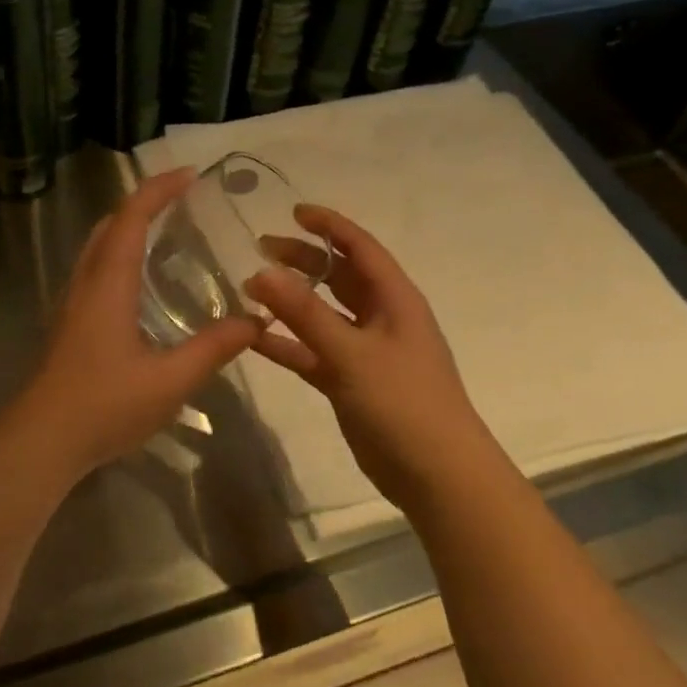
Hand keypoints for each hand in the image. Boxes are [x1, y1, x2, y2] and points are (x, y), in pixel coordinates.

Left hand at [0, 168, 261, 484]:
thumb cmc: (104, 404)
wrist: (42, 440)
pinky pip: (95, 271)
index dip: (159, 189)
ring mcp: (72, 303)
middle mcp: (86, 283)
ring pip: (98, 247)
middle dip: (143, 202)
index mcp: (109, 283)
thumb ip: (213, 348)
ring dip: (128, 228)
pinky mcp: (69, 324)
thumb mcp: (170, 380)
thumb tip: (255, 322)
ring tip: (165, 234)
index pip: (132, 217)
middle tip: (181, 201)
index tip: (190, 174)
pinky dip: (119, 256)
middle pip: (110, 224)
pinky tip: (140, 285)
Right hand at [247, 205, 492, 511]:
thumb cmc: (404, 402)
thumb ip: (305, 313)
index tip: (293, 211)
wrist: (437, 475)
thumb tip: (261, 271)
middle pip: (338, 276)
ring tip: (250, 287)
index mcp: (395, 300)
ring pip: (322, 314)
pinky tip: (253, 338)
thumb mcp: (352, 353)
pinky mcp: (349, 381)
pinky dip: (287, 343)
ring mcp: (364, 351)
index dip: (330, 226)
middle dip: (302, 259)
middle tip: (260, 248)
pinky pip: (312, 351)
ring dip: (290, 301)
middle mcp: (380, 318)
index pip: (360, 248)